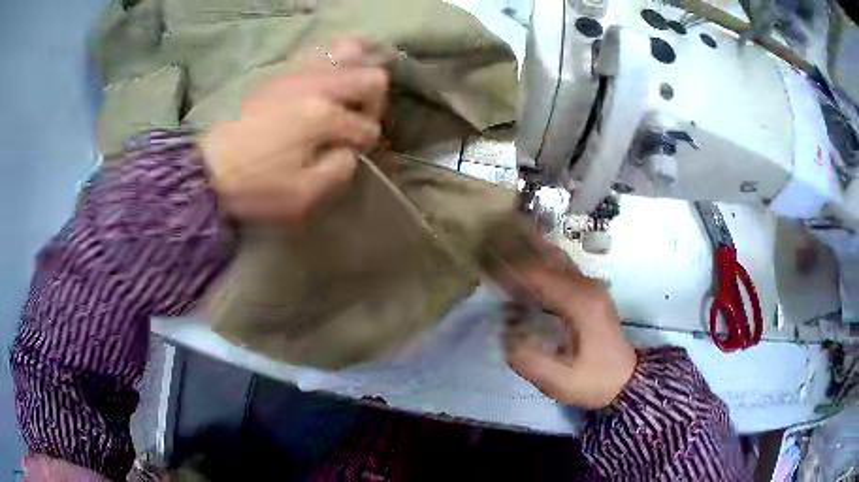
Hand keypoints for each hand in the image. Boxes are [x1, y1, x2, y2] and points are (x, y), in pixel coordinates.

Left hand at [199, 38, 388, 223]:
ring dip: (356, 71)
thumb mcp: (302, 196)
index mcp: (323, 116)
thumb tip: (348, 151)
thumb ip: (338, 171)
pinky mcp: (278, 71)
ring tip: (346, 92)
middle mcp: (316, 84)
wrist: (203, 169)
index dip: (365, 144)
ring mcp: (296, 72)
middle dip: (374, 103)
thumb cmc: (252, 186)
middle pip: (372, 78)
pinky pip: (316, 50)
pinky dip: (330, 59)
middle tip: (357, 121)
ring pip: (347, 50)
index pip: (366, 126)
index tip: (349, 154)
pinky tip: (323, 77)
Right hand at [496, 240, 637, 409]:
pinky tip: (524, 255)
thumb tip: (504, 330)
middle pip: (548, 257)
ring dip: (528, 247)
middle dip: (516, 248)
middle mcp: (587, 287)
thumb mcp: (558, 382)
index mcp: (580, 304)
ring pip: (556, 257)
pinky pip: (561, 266)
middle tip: (487, 240)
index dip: (509, 268)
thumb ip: (527, 359)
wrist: (626, 380)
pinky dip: (539, 258)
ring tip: (501, 237)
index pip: (538, 276)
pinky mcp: (590, 291)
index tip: (483, 261)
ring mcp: (591, 286)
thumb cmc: (593, 381)